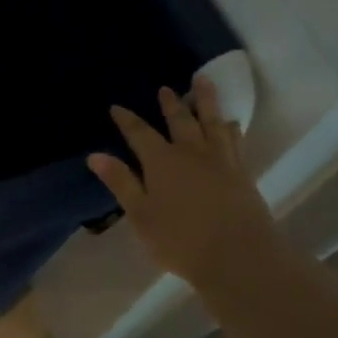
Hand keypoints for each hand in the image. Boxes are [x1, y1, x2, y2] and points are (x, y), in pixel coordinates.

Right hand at [87, 76, 280, 293]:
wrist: (239, 256)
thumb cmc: (181, 240)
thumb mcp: (141, 215)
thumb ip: (121, 183)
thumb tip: (95, 155)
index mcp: (161, 161)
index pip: (139, 133)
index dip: (127, 120)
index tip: (116, 107)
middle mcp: (190, 152)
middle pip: (179, 120)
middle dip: (170, 103)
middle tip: (165, 88)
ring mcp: (219, 160)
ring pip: (211, 122)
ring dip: (206, 100)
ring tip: (203, 81)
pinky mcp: (241, 172)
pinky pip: (235, 141)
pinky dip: (231, 128)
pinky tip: (231, 123)